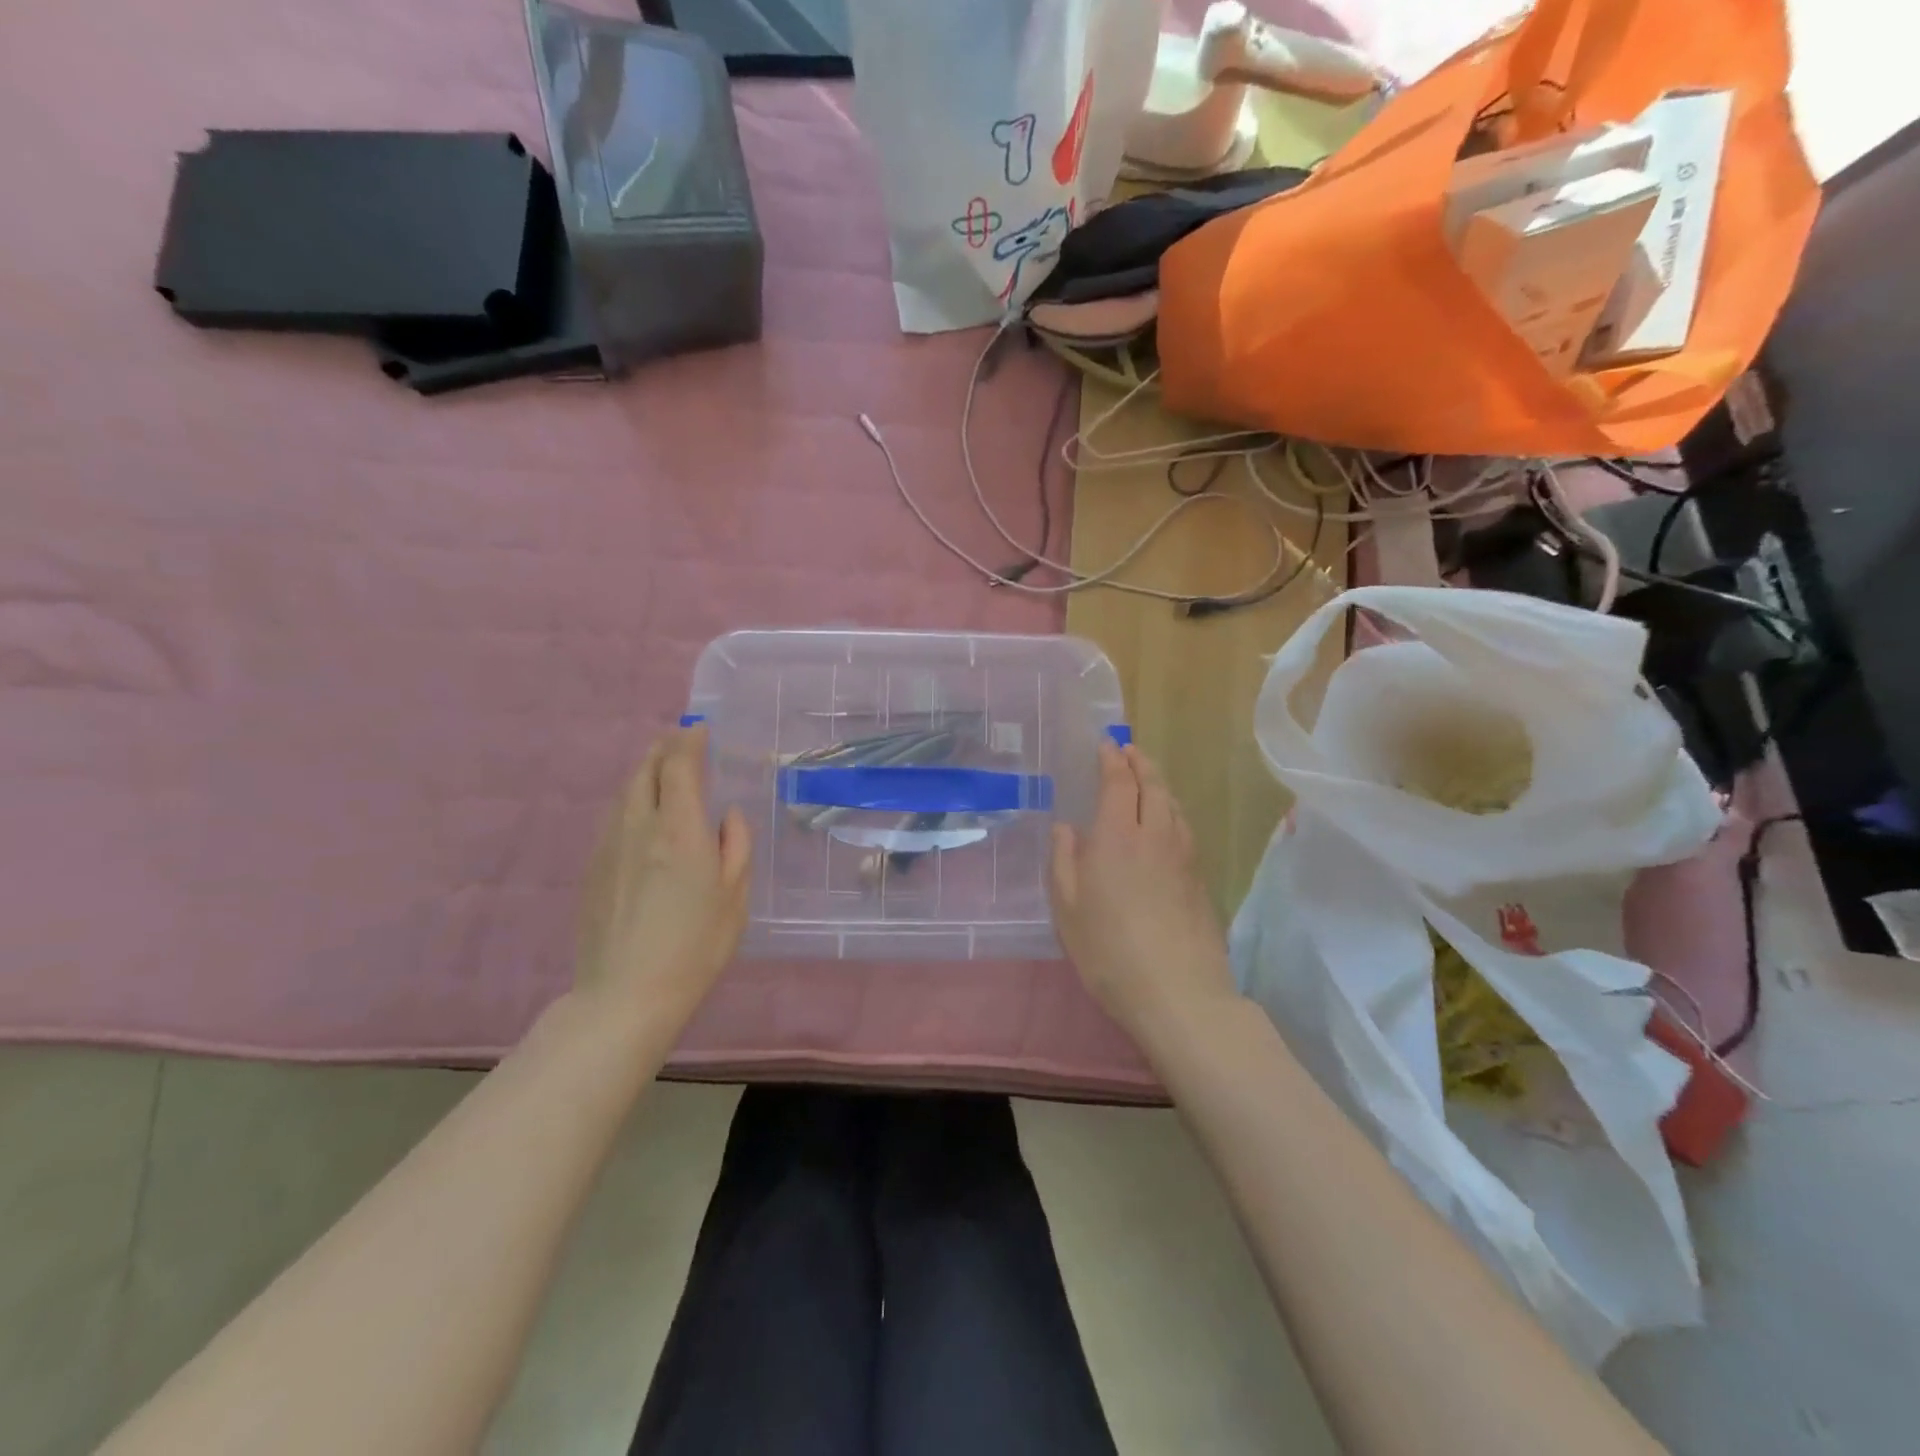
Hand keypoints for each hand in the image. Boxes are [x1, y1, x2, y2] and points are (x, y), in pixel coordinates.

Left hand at [575, 725, 751, 1027]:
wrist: (626, 994)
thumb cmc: (696, 946)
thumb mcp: (735, 896)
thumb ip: (735, 846)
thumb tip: (726, 815)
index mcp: (679, 830)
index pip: (679, 766)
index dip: (689, 743)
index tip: (699, 730)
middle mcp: (639, 826)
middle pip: (645, 771)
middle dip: (663, 749)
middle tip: (679, 741)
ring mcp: (609, 846)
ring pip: (625, 793)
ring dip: (644, 773)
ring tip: (660, 769)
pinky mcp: (593, 868)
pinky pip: (613, 818)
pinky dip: (631, 801)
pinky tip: (641, 815)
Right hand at [1049, 742, 1236, 1040]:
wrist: (1179, 993)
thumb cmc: (1108, 950)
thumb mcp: (1067, 909)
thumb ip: (1064, 861)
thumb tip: (1066, 828)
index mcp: (1117, 836)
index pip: (1119, 782)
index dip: (1112, 759)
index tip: (1107, 744)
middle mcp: (1155, 835)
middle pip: (1153, 785)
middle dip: (1140, 762)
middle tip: (1129, 750)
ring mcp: (1184, 856)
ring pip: (1174, 805)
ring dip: (1159, 784)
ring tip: (1148, 780)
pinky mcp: (1200, 879)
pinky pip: (1185, 829)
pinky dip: (1172, 812)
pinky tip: (1167, 825)